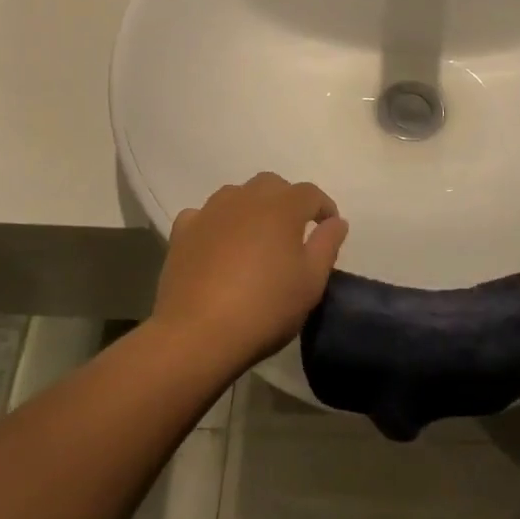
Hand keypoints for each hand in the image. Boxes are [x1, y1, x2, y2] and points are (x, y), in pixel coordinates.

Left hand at [152, 173, 349, 367]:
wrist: (199, 333)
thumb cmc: (266, 307)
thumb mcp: (311, 282)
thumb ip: (327, 245)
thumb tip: (336, 221)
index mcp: (281, 208)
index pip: (310, 193)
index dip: (324, 207)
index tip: (329, 227)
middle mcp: (244, 199)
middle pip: (271, 185)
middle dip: (287, 200)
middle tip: (294, 231)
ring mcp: (209, 213)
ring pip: (235, 195)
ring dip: (251, 208)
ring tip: (256, 237)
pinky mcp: (182, 232)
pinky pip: (204, 215)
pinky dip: (216, 224)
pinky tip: (218, 245)